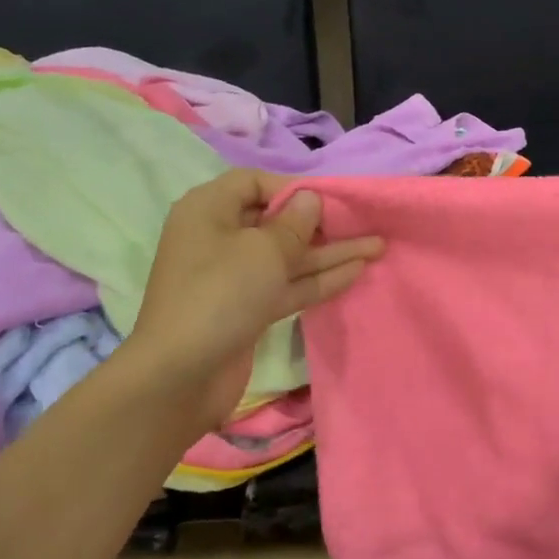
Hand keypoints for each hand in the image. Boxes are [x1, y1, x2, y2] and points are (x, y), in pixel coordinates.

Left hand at [119, 170, 383, 425]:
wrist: (181, 375)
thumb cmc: (221, 294)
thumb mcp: (263, 249)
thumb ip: (295, 223)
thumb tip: (310, 199)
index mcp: (209, 211)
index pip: (253, 183)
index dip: (292, 187)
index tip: (328, 199)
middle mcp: (220, 238)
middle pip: (276, 220)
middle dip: (321, 222)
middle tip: (363, 222)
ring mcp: (235, 276)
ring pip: (288, 256)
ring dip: (330, 252)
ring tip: (377, 246)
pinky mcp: (249, 308)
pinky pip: (288, 284)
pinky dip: (319, 278)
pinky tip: (356, 271)